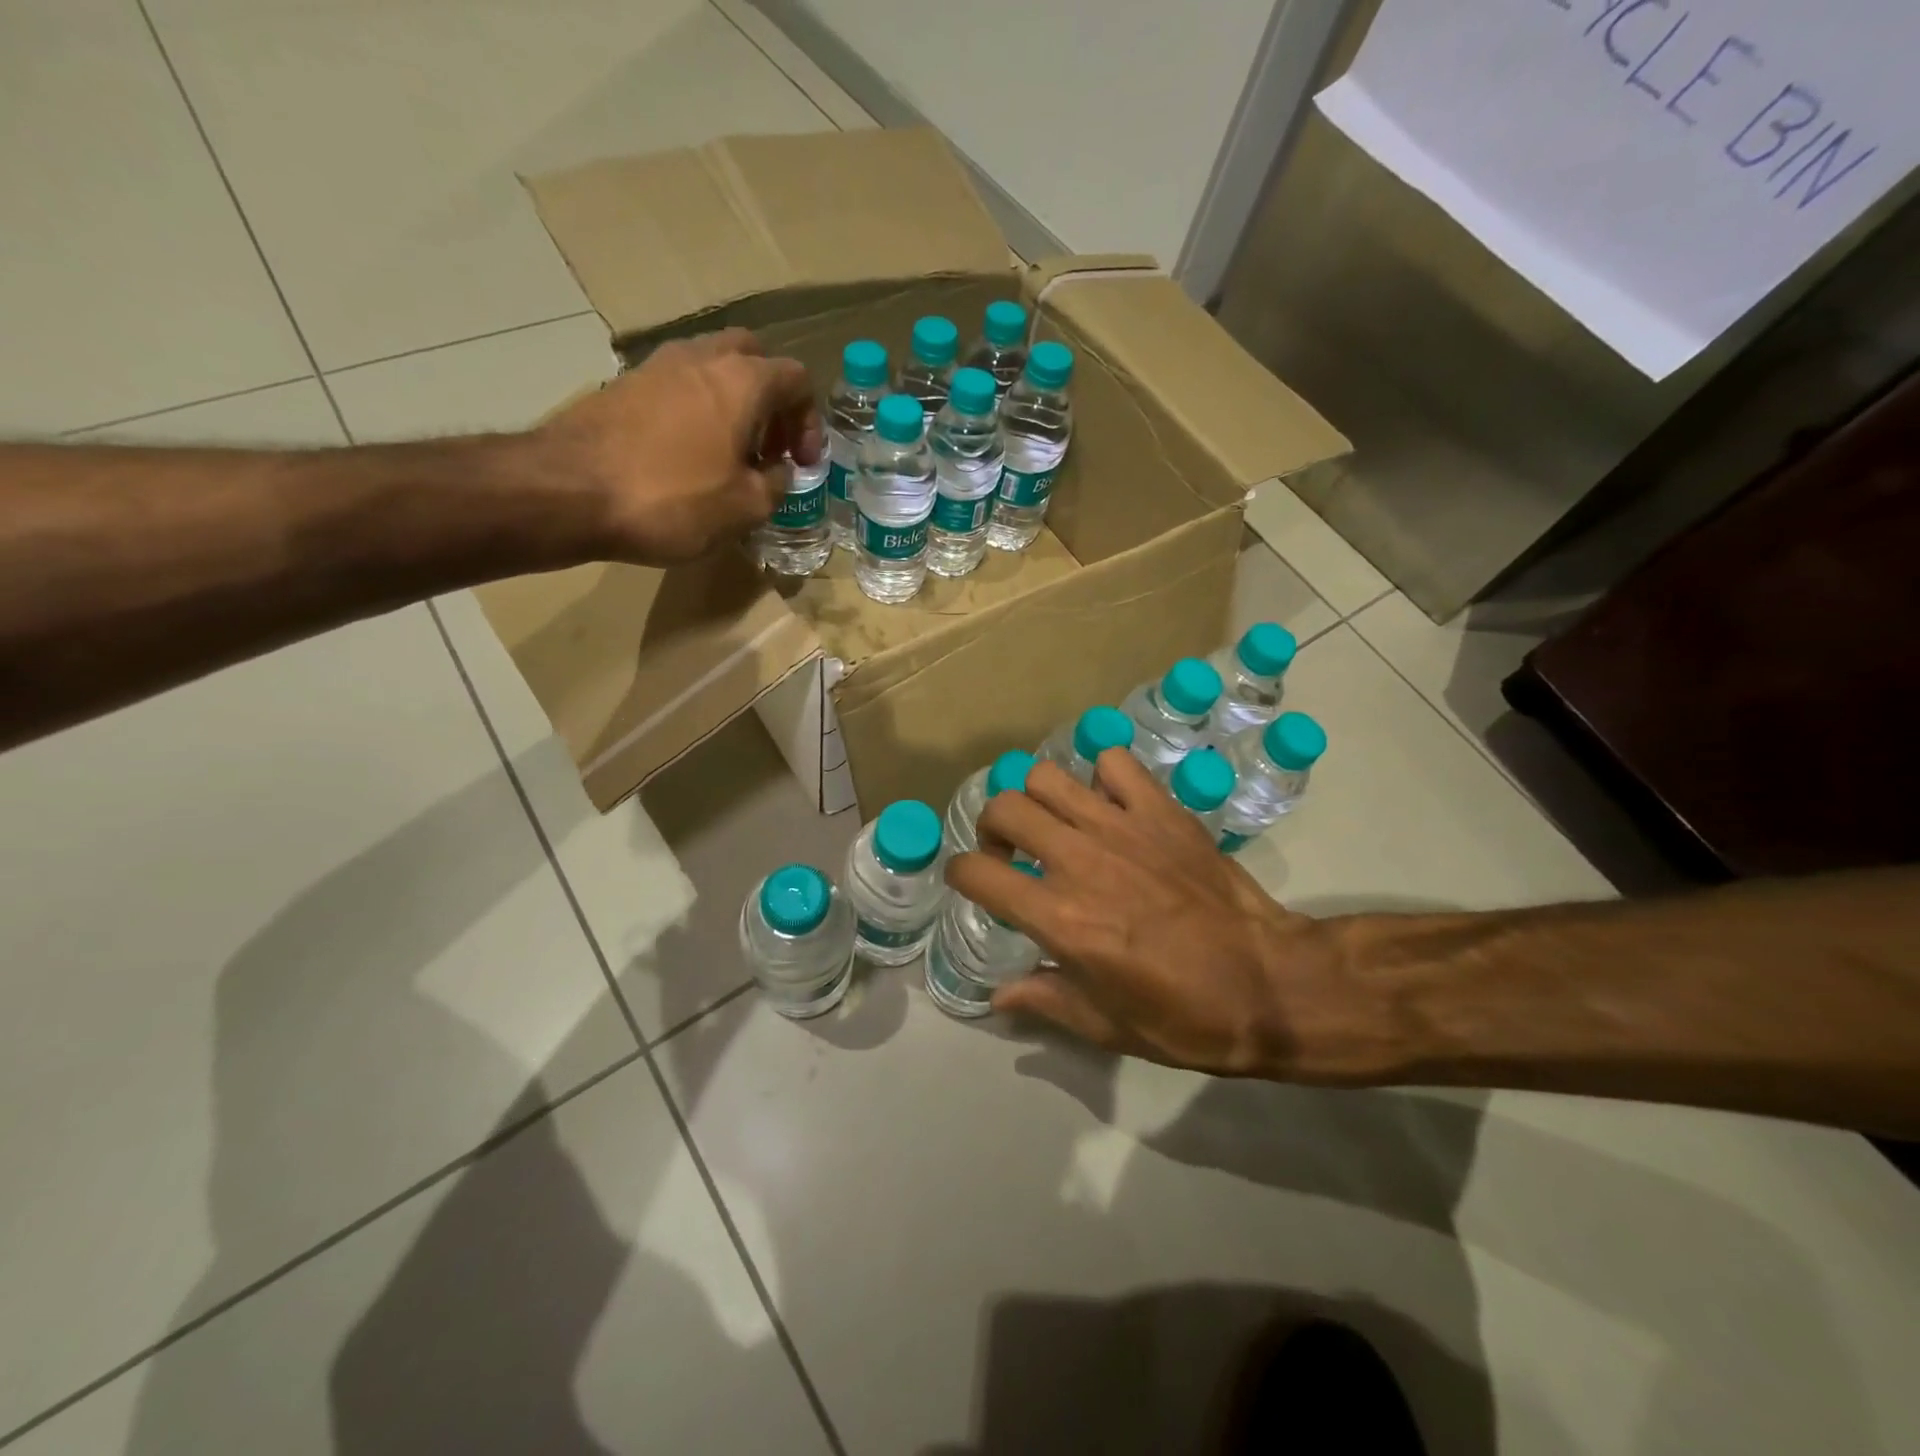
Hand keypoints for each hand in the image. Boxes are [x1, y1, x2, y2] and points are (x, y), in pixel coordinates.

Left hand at [535, 328, 822, 565]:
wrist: (569, 491)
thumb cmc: (673, 499)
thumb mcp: (746, 507)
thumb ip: (776, 485)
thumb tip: (778, 472)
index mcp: (742, 381)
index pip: (796, 379)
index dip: (809, 422)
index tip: (802, 463)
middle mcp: (702, 357)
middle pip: (753, 356)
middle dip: (772, 399)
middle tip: (770, 445)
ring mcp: (657, 365)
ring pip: (712, 366)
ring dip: (733, 402)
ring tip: (732, 452)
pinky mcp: (624, 384)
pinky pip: (678, 385)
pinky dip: (697, 410)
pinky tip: (691, 454)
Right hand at [947, 749, 1398, 1083]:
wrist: (1270, 985)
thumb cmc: (1184, 1015)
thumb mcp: (1104, 1025)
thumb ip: (1043, 1000)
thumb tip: (997, 996)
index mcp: (1059, 918)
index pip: (976, 874)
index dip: (960, 875)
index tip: (972, 883)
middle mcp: (1079, 861)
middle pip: (1004, 807)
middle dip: (993, 826)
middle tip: (1011, 851)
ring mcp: (1122, 828)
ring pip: (1048, 776)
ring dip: (1038, 798)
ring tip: (1056, 823)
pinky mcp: (1161, 811)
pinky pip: (1114, 765)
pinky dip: (1101, 777)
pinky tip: (1110, 806)